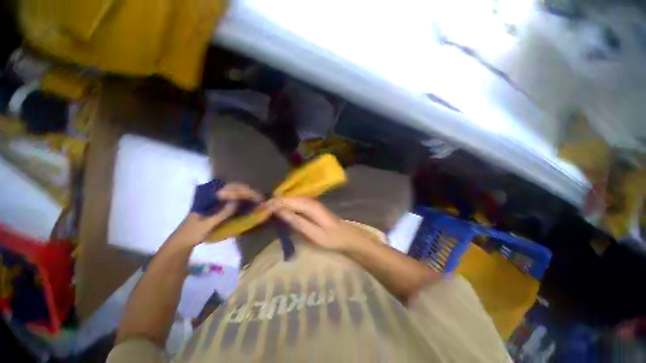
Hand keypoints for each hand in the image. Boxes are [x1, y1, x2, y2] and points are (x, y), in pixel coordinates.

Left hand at [169, 183, 262, 246]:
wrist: (183, 240)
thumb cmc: (193, 233)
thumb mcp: (207, 224)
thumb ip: (222, 213)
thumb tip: (237, 202)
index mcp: (208, 196)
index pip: (230, 189)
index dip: (245, 192)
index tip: (256, 198)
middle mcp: (212, 192)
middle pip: (234, 186)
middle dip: (248, 191)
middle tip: (260, 198)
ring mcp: (214, 197)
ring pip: (234, 190)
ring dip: (246, 192)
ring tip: (257, 198)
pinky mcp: (217, 202)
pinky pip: (232, 195)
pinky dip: (242, 197)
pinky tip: (248, 201)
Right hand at [266, 196, 372, 251]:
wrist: (345, 236)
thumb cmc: (330, 238)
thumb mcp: (313, 233)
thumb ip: (296, 221)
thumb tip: (279, 211)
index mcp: (309, 206)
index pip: (287, 200)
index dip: (273, 203)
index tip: (260, 209)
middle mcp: (309, 200)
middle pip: (288, 198)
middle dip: (274, 203)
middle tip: (260, 211)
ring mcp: (311, 203)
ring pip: (291, 200)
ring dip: (279, 205)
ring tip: (266, 211)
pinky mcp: (311, 207)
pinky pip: (295, 204)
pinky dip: (286, 207)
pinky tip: (280, 212)